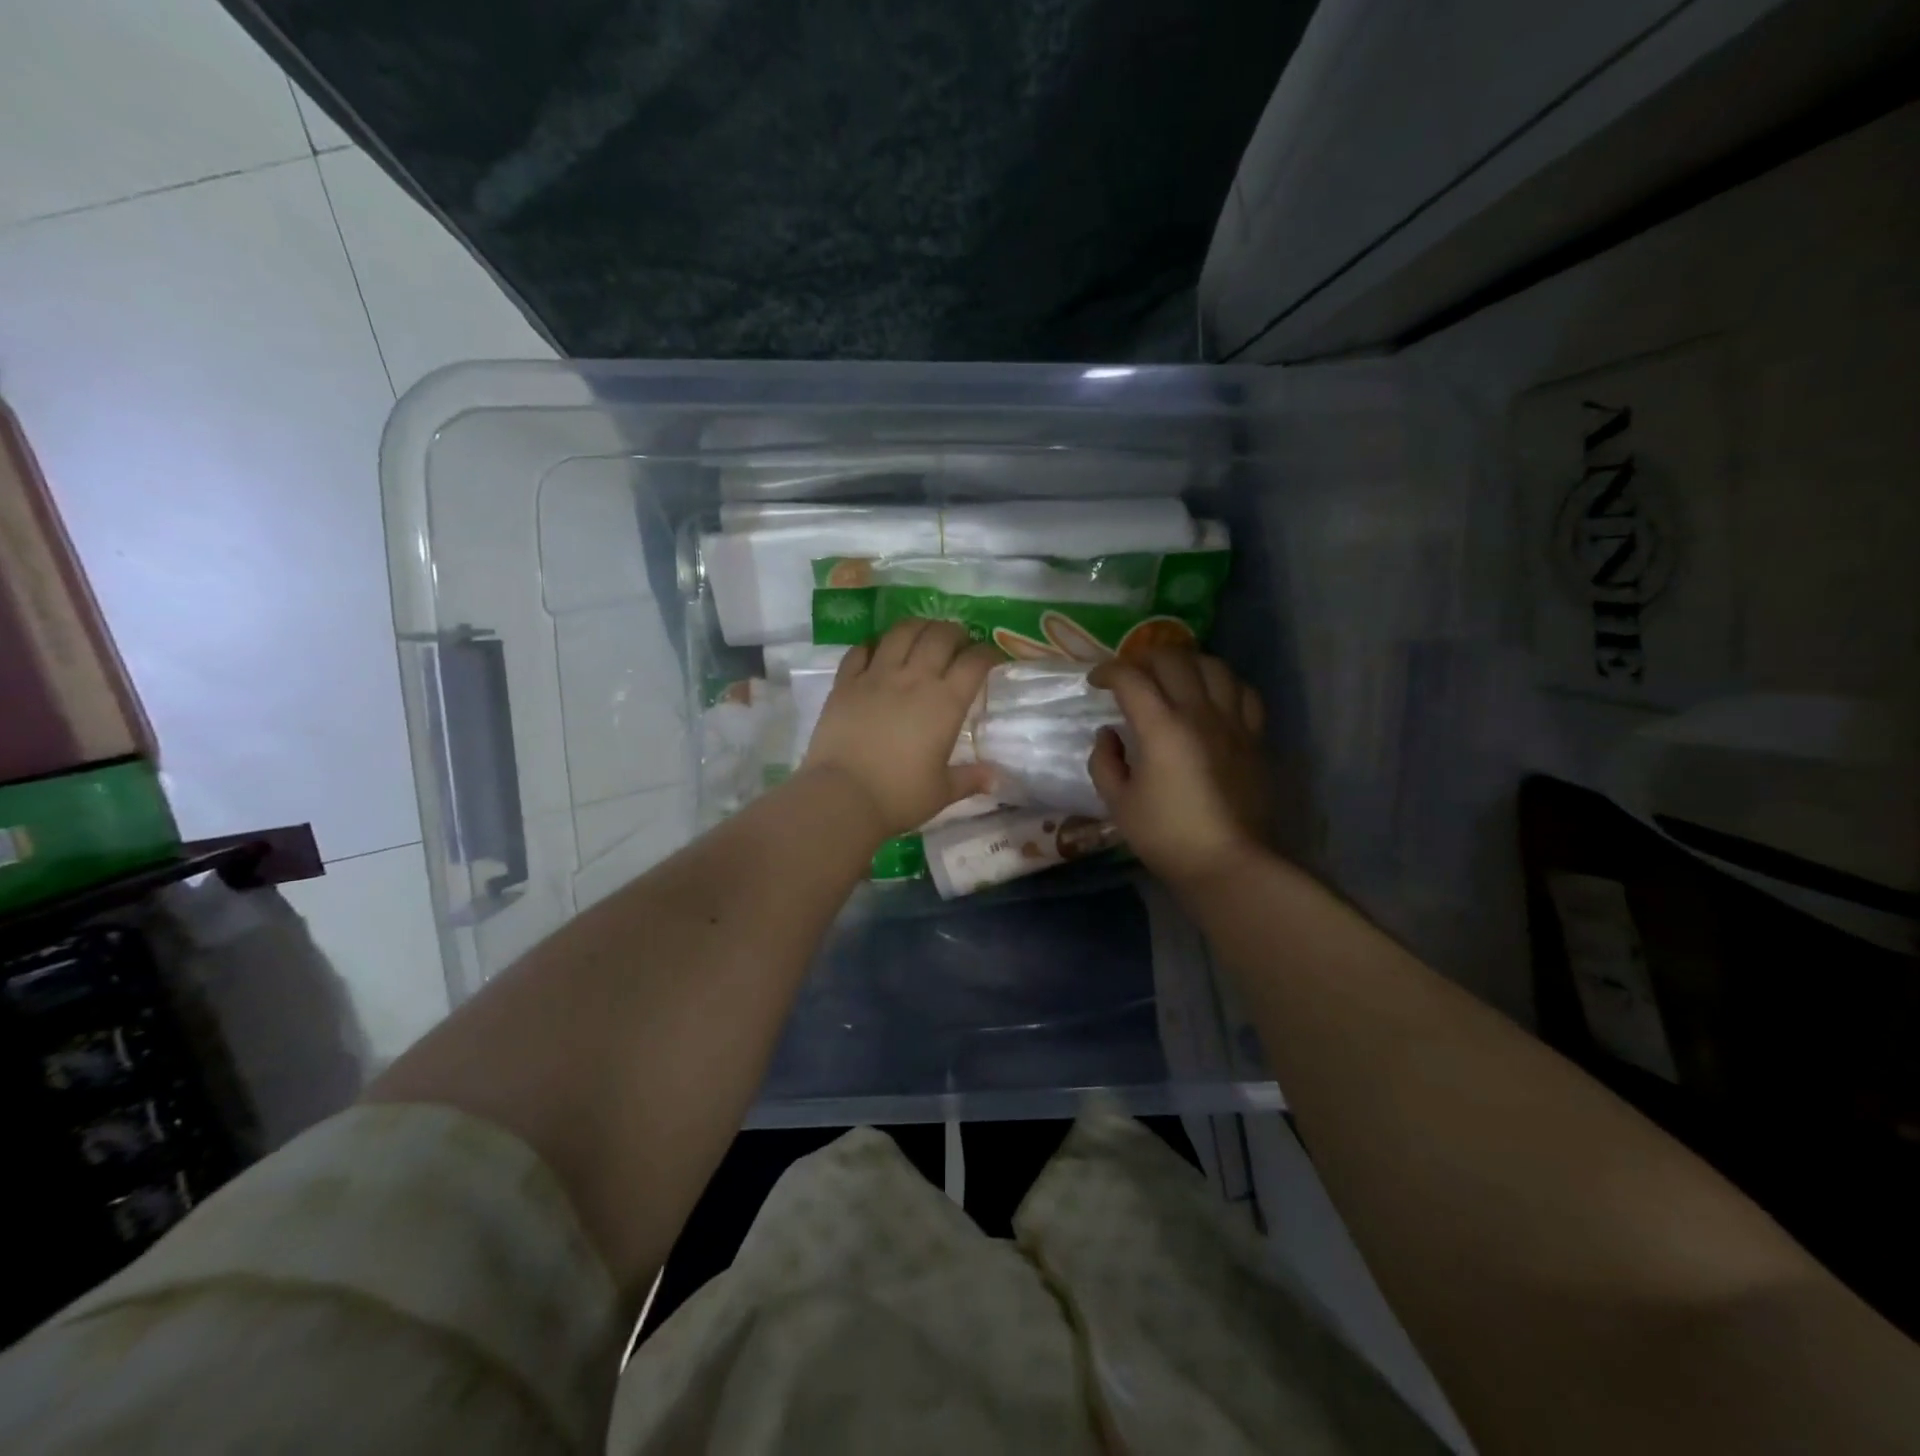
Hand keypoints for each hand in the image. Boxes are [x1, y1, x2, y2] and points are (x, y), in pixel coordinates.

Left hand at [801, 619, 1000, 837]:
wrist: (842, 796)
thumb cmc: (899, 796)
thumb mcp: (942, 791)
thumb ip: (970, 779)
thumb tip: (997, 779)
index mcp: (945, 703)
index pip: (974, 663)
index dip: (987, 653)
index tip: (991, 657)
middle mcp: (914, 679)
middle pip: (940, 636)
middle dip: (955, 632)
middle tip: (959, 640)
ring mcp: (876, 676)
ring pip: (901, 632)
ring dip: (918, 626)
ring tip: (923, 632)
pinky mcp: (845, 682)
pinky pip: (861, 650)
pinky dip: (874, 644)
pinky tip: (879, 649)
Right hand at [1087, 649, 1269, 888]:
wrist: (1228, 863)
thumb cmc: (1166, 836)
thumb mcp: (1118, 803)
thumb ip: (1105, 762)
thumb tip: (1109, 735)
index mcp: (1161, 727)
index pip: (1130, 678)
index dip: (1107, 672)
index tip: (1096, 682)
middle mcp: (1199, 712)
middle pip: (1172, 659)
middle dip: (1143, 657)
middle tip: (1130, 674)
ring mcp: (1232, 722)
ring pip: (1212, 666)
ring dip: (1186, 662)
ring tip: (1172, 676)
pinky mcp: (1254, 737)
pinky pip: (1243, 692)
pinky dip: (1223, 683)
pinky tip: (1212, 695)